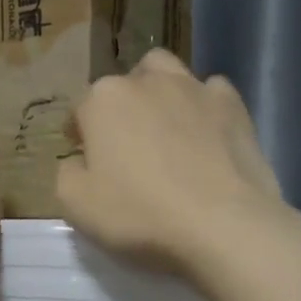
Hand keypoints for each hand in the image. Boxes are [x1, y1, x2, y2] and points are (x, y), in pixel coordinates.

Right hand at [56, 48, 288, 276]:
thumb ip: (67, 174)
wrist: (223, 226)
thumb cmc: (140, 216)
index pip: (80, 110)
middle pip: (125, 85)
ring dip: (160, 93)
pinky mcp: (233, 105)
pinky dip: (204, 106)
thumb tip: (78, 161)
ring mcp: (194, 88)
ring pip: (168, 74)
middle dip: (120, 107)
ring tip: (166, 129)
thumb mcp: (76, 206)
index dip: (80, 135)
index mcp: (103, 100)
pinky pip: (211, 92)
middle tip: (127, 145)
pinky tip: (206, 135)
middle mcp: (147, 81)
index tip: (86, 159)